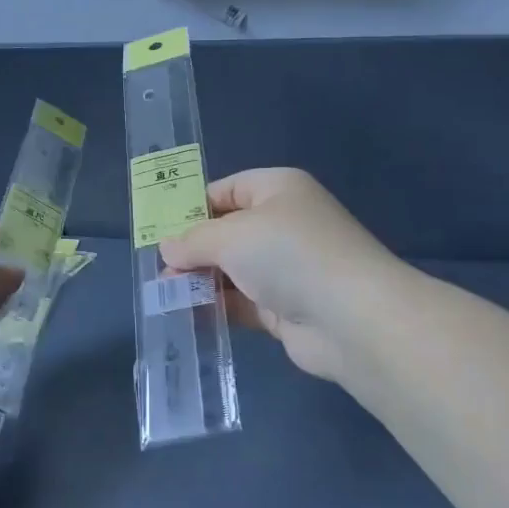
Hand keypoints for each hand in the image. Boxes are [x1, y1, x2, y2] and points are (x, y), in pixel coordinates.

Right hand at [159, 168, 399, 382]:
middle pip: (227, 232)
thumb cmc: (288, 255)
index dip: (193, 206)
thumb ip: (193, 241)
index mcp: (278, 190)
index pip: (228, 189)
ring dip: (200, 281)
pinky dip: (217, 307)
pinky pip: (241, 302)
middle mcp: (284, 224)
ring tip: (164, 295)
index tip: (160, 229)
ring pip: (232, 270)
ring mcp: (286, 268)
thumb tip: (167, 248)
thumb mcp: (231, 236)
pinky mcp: (285, 307)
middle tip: (158, 269)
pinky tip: (187, 315)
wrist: (350, 318)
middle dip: (192, 249)